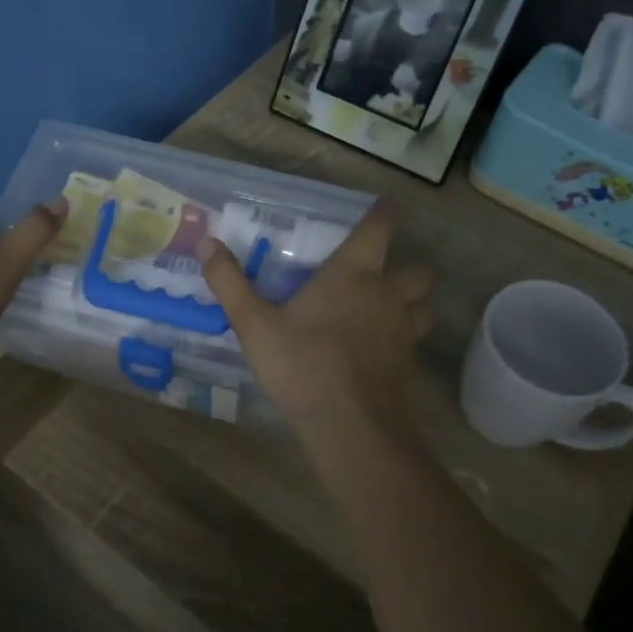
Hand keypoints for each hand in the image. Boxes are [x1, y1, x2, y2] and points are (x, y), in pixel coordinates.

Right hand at [199, 204, 432, 443]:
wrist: (350, 427)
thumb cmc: (301, 365)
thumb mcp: (254, 324)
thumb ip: (229, 282)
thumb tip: (208, 242)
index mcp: (353, 275)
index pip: (378, 229)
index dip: (383, 213)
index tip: (386, 205)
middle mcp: (386, 295)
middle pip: (417, 271)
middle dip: (406, 267)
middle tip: (383, 274)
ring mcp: (403, 332)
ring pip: (425, 307)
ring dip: (414, 303)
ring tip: (390, 310)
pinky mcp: (408, 366)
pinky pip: (415, 342)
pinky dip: (404, 339)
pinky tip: (382, 352)